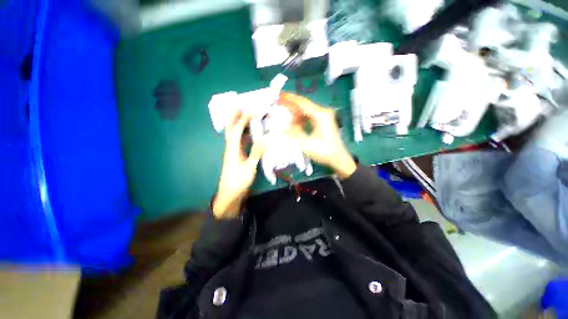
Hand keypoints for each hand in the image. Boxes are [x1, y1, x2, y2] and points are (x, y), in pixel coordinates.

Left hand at [213, 111, 264, 218]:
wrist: (230, 194)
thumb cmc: (239, 181)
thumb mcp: (249, 168)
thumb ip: (256, 153)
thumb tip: (264, 139)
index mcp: (232, 149)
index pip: (236, 130)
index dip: (243, 120)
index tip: (250, 111)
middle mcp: (230, 148)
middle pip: (230, 129)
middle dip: (234, 117)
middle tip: (240, 107)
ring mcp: (232, 152)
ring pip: (233, 134)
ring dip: (238, 124)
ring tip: (244, 116)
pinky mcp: (235, 156)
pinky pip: (238, 141)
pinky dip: (242, 134)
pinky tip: (248, 133)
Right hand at [278, 92, 356, 178]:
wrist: (338, 158)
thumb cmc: (324, 151)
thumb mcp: (306, 144)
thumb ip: (293, 134)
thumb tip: (282, 127)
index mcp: (320, 114)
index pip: (302, 102)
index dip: (289, 98)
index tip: (278, 96)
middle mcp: (322, 112)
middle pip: (303, 105)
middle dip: (290, 106)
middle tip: (278, 106)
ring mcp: (323, 117)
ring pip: (305, 111)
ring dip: (295, 115)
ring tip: (286, 121)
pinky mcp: (323, 122)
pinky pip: (309, 117)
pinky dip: (301, 120)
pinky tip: (296, 126)